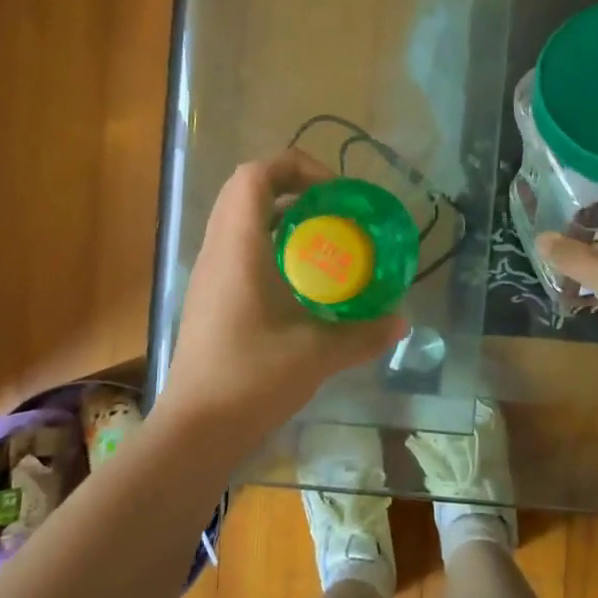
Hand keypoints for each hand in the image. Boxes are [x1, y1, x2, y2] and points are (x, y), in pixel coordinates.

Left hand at [161, 151, 408, 439]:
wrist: (196, 429)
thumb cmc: (250, 380)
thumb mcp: (316, 355)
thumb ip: (362, 335)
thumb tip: (401, 321)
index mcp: (238, 249)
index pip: (254, 176)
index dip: (295, 167)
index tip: (336, 194)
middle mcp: (218, 252)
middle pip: (247, 191)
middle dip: (294, 189)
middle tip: (336, 212)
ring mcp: (210, 275)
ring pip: (241, 221)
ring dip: (283, 219)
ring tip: (326, 241)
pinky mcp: (212, 298)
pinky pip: (240, 249)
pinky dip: (273, 247)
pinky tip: (304, 281)